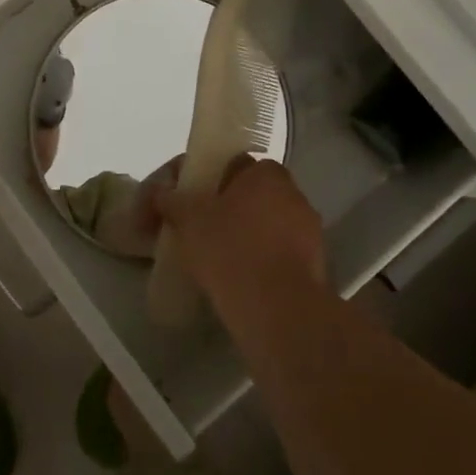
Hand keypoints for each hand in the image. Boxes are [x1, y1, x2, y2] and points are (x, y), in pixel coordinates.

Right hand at [154, 156, 325, 311]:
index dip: (205, 181)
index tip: (187, 202)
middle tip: (198, 230)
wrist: (278, 309)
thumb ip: (172, 200)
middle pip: (249, 195)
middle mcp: (293, 194)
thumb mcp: (188, 219)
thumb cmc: (230, 249)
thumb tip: (160, 193)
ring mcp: (309, 231)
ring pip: (265, 226)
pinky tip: (238, 278)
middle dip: (225, 209)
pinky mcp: (314, 266)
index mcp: (266, 173)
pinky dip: (259, 261)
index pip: (230, 165)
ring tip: (215, 258)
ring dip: (244, 236)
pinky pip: (277, 254)